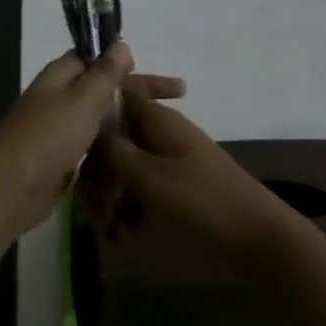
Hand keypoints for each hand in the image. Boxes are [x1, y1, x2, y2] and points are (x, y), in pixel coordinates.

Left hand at [0, 44, 184, 242]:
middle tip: (178, 98)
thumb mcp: (81, 99)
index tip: (155, 71)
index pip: (95, 58)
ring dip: (127, 121)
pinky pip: (94, 146)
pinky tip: (137, 155)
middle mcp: (58, 98)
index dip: (126, 63)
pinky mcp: (61, 160)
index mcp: (60, 76)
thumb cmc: (47, 137)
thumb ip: (104, 73)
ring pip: (100, 119)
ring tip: (163, 130)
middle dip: (137, 93)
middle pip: (103, 89)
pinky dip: (114, 146)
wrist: (8, 191)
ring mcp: (58, 130)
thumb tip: (120, 44)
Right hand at [89, 83, 285, 255]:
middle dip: (96, 164)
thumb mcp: (148, 176)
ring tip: (101, 222)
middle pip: (116, 134)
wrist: (255, 235)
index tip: (70, 133)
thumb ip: (113, 152)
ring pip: (127, 163)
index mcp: (157, 118)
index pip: (118, 90)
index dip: (93, 104)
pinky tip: (123, 230)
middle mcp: (162, 130)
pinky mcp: (177, 183)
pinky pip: (142, 183)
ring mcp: (171, 157)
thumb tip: (87, 130)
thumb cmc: (200, 200)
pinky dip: (130, 202)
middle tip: (84, 201)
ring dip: (110, 188)